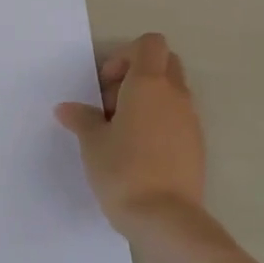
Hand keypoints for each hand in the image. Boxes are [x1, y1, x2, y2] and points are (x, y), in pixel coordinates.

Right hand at [55, 32, 205, 235]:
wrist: (165, 218)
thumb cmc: (123, 171)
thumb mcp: (92, 143)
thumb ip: (81, 119)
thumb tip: (67, 108)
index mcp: (149, 85)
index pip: (149, 44)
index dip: (124, 56)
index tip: (105, 86)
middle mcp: (175, 95)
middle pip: (164, 63)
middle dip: (137, 74)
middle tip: (111, 105)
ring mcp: (191, 120)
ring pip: (172, 92)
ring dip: (148, 101)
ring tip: (122, 133)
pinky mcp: (196, 145)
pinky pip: (178, 118)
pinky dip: (159, 123)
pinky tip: (139, 152)